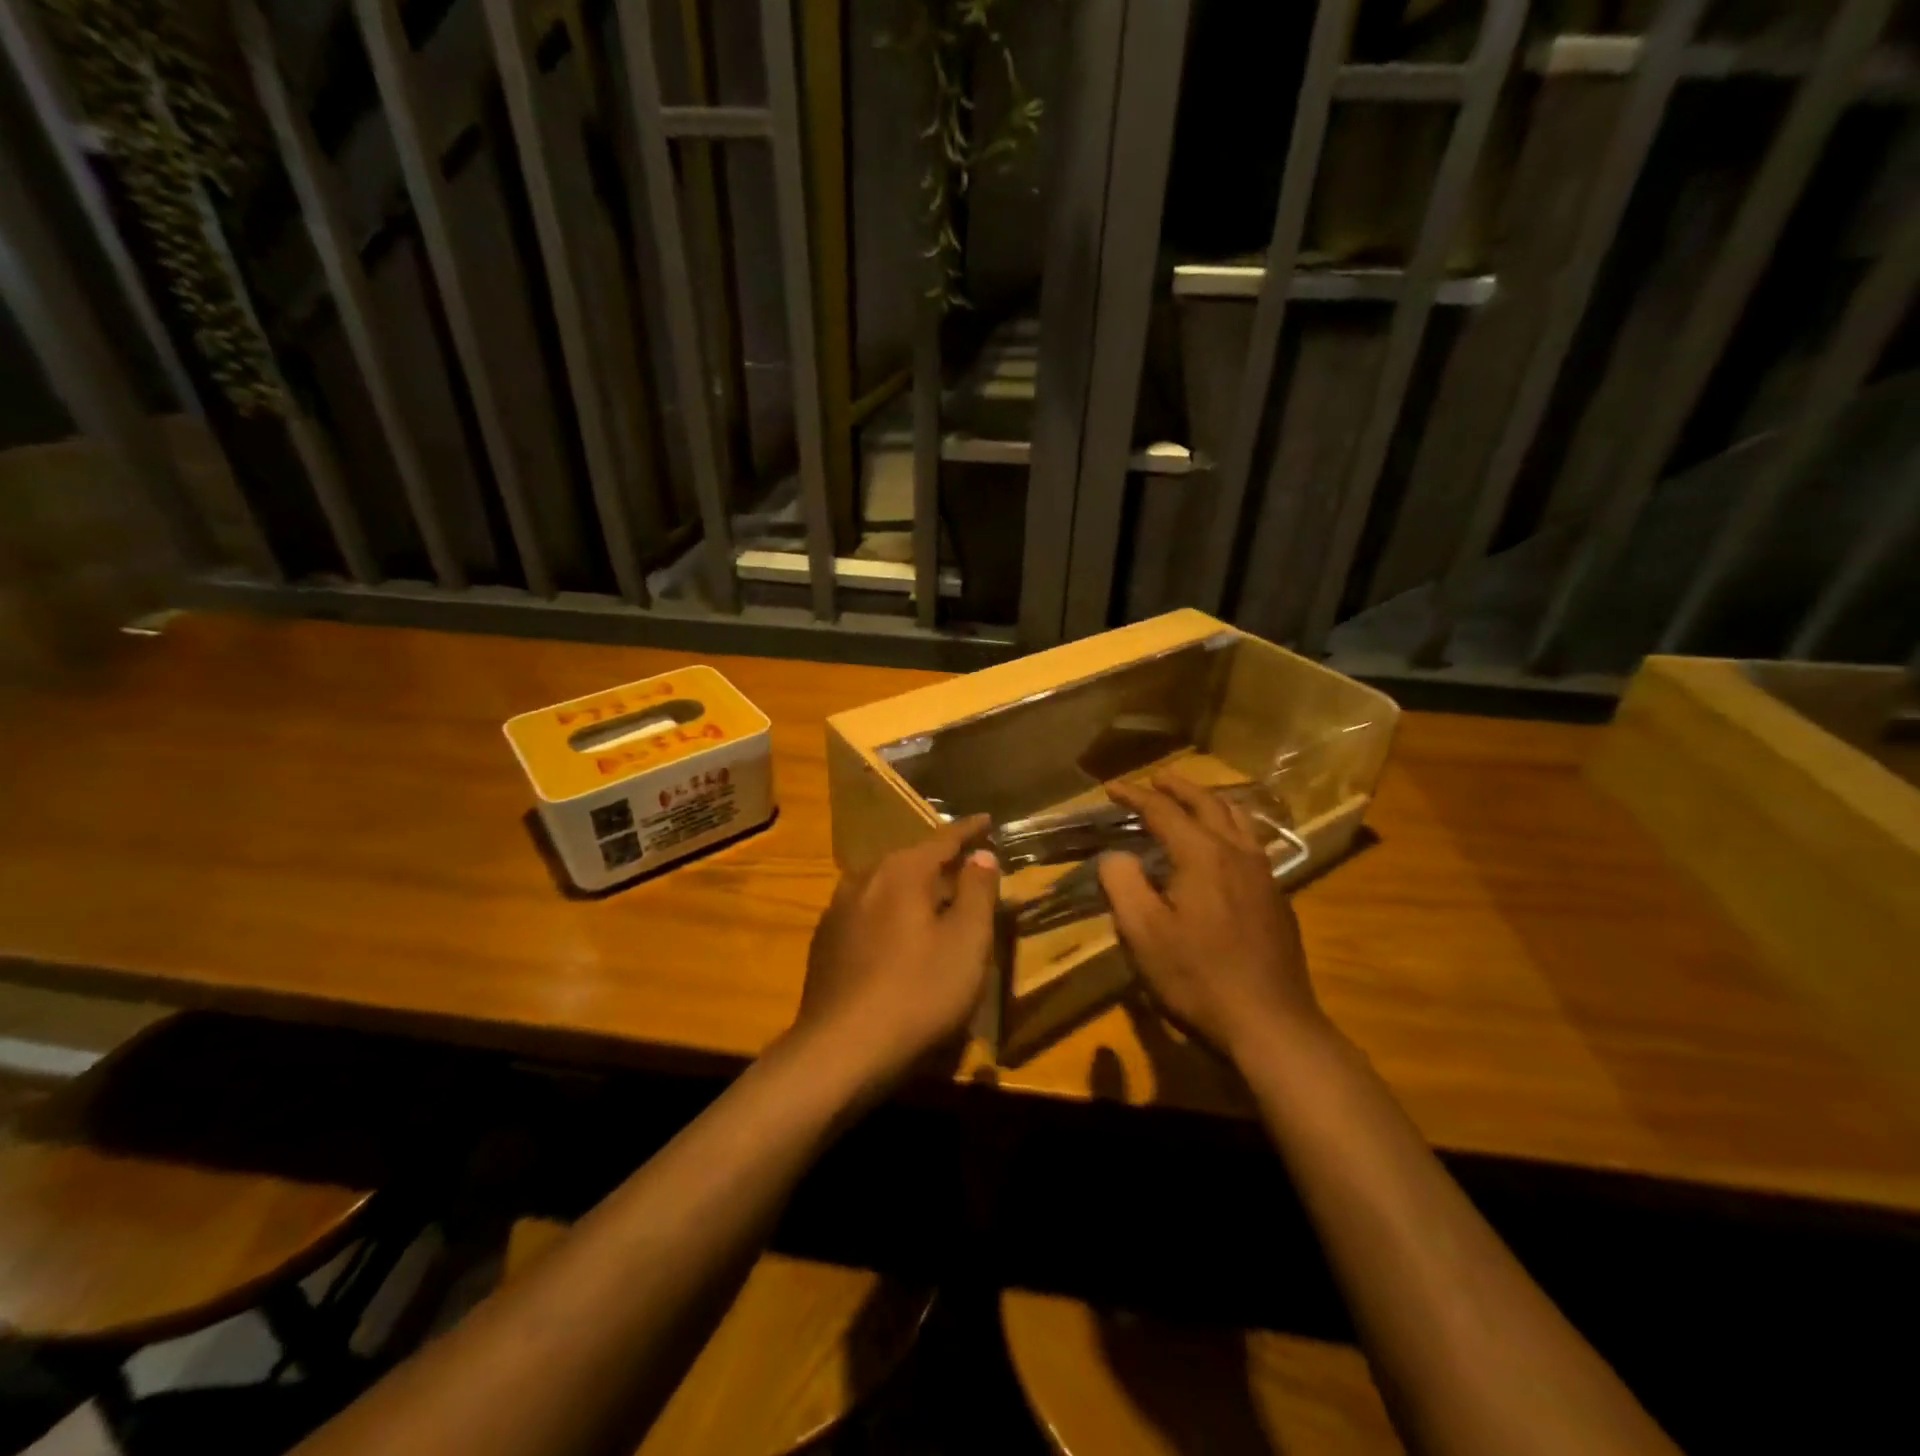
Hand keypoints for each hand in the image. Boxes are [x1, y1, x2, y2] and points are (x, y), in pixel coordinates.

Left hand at [797, 816, 1000, 1082]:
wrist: (840, 1050)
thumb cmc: (917, 992)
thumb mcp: (966, 942)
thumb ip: (977, 892)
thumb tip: (981, 855)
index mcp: (901, 872)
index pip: (942, 839)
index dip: (969, 830)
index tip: (988, 820)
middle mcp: (865, 879)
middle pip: (910, 860)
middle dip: (940, 862)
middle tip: (967, 867)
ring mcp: (838, 910)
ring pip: (886, 886)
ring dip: (913, 889)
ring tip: (935, 901)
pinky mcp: (825, 942)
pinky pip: (868, 912)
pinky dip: (891, 914)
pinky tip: (899, 938)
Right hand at [1097, 776, 1324, 1062]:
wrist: (1271, 1023)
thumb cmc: (1198, 977)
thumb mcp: (1143, 933)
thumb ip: (1123, 883)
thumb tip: (1117, 855)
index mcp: (1202, 855)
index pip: (1163, 811)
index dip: (1134, 796)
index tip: (1111, 787)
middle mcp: (1237, 852)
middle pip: (1207, 804)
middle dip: (1178, 787)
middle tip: (1155, 779)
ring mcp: (1264, 874)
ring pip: (1237, 819)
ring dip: (1209, 802)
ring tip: (1191, 800)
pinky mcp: (1277, 897)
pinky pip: (1252, 842)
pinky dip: (1229, 826)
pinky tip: (1224, 846)